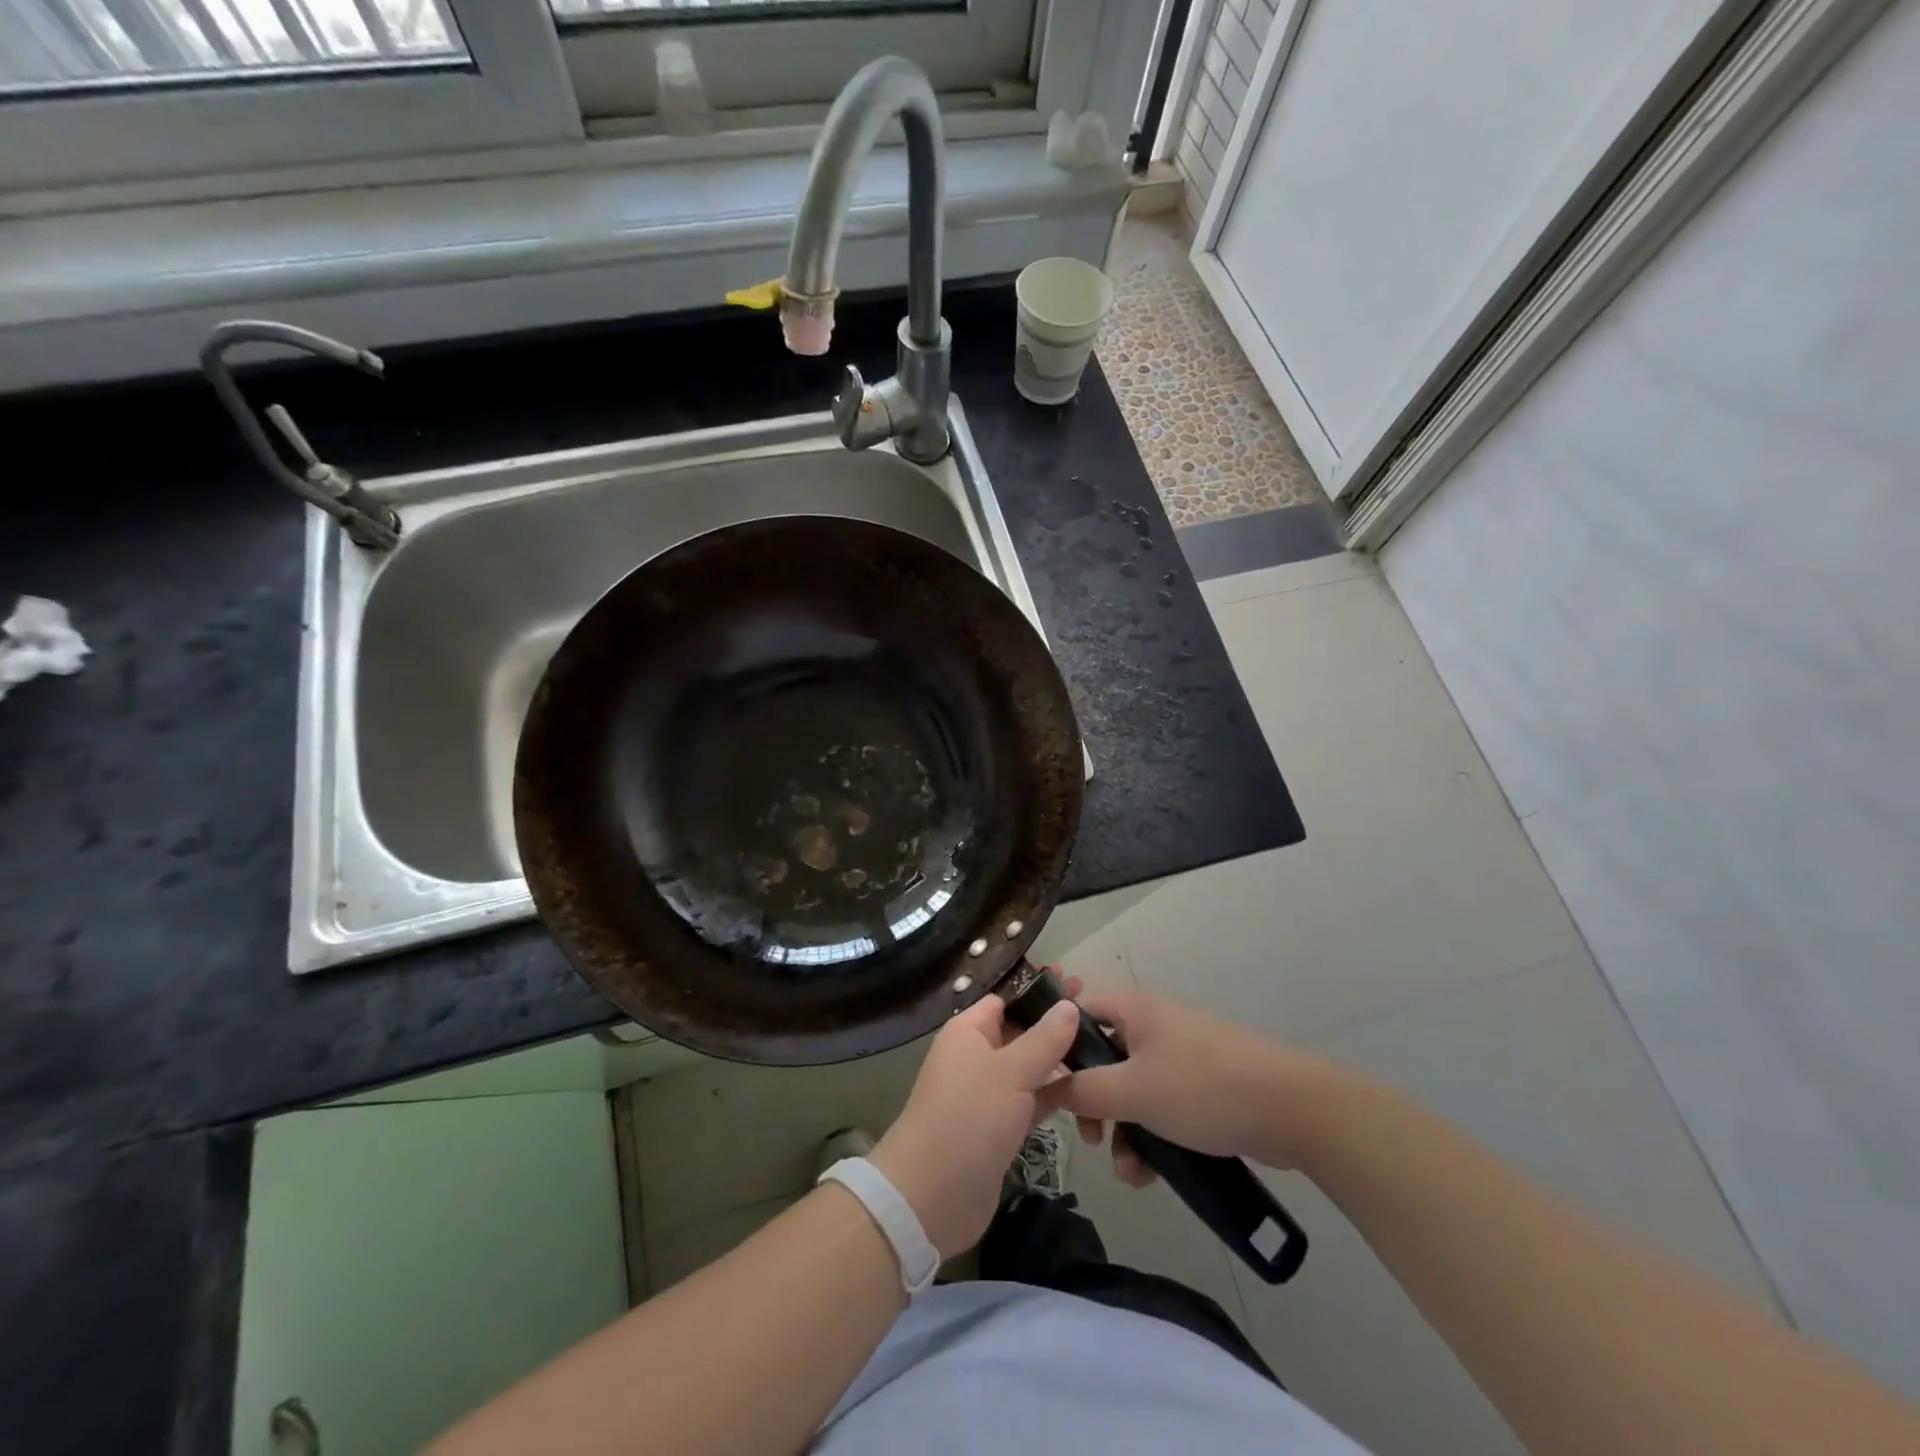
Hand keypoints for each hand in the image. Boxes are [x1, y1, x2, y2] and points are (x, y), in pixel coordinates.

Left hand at [869, 994, 1080, 1259]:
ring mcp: (990, 1092)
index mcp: (970, 1030)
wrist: (932, 1195)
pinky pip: (1034, 1100)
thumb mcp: (1010, 1072)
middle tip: (1101, 1018)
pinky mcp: (1002, 1126)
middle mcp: (978, 1055)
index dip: (1040, 990)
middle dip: (1056, 1025)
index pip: (1007, 998)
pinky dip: (1058, 1096)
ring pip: (1031, 1067)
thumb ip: (1044, 1039)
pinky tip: (1090, 1092)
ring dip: (1062, 1062)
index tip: (1078, 984)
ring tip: (1105, 1051)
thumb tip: (1068, 1005)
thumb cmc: (968, 1118)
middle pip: (1022, 1031)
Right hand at [1054, 987, 1339, 1184]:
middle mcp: (1155, 1024)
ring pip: (1134, 1088)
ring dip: (1125, 1130)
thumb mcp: (1133, 1092)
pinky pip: (1163, 1105)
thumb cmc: (1201, 1088)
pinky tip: (1153, 1174)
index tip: (1049, 1085)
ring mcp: (1183, 1054)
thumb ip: (1084, 1090)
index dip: (1058, 1044)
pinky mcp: (1205, 1085)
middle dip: (1095, 1103)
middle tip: (1093, 1138)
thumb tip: (1047, 1085)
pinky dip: (1153, 1135)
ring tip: (1130, 1172)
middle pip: (1104, 1057)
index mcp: (1135, 1010)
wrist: (1292, 1108)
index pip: (1079, 1010)